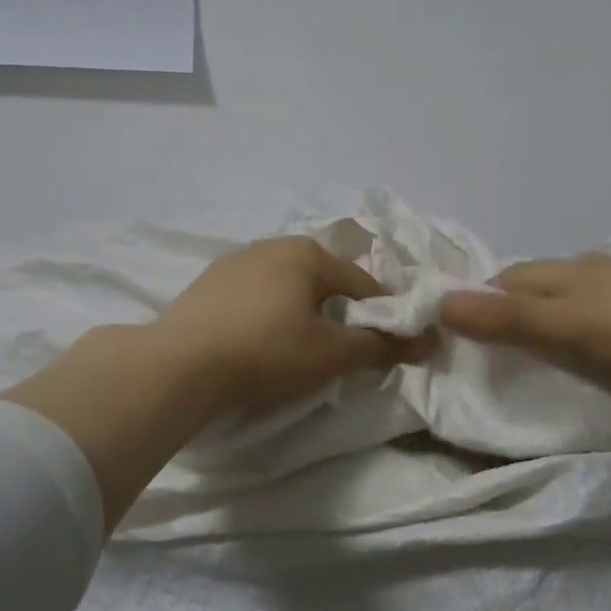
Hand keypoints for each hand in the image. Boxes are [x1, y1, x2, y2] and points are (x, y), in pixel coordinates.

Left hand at [157, 236, 434, 414]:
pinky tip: (259, 341)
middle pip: (324, 280)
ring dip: (302, 311)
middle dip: (339, 311)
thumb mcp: (331, 354)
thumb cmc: (267, 352)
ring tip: (298, 348)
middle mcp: (273, 245)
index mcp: (308, 253)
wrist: (179, 365)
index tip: (388, 345)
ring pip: (288, 286)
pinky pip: (255, 294)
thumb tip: (430, 341)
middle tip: (341, 350)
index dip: (382, 315)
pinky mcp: (208, 283)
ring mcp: (236, 260)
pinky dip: (268, 313)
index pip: (363, 283)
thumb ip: (382, 346)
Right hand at [437, 253, 610, 403]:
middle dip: (518, 303)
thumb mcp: (562, 329)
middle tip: (506, 342)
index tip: (470, 328)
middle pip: (542, 280)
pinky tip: (605, 340)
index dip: (485, 298)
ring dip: (557, 310)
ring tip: (551, 344)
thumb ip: (505, 319)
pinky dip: (593, 319)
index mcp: (568, 269)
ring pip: (579, 291)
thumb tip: (441, 302)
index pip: (510, 276)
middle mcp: (596, 266)